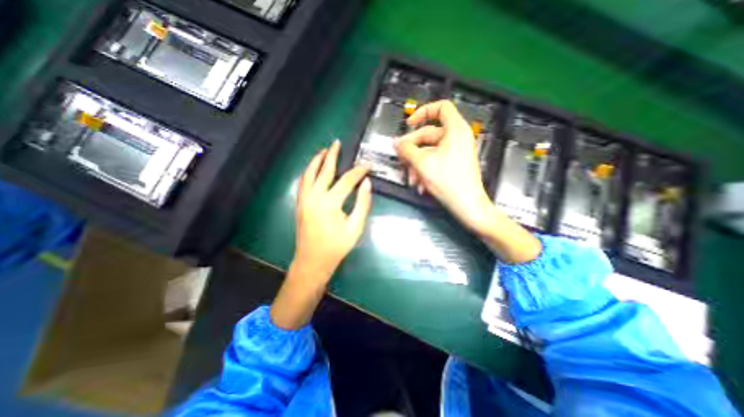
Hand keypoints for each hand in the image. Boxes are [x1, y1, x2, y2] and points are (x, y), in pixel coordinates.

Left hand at [292, 141, 370, 279]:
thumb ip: (362, 203)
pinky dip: (309, 171)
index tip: (368, 165)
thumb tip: (366, 183)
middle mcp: (314, 197)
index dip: (359, 171)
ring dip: (317, 160)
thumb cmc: (336, 246)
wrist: (313, 261)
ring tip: (324, 150)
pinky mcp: (300, 203)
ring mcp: (304, 199)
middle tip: (337, 143)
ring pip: (309, 173)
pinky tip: (313, 168)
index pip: (347, 180)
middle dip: (332, 155)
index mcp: (329, 203)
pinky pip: (303, 182)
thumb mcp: (355, 227)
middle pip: (324, 170)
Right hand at [395, 100, 540, 263]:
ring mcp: (456, 152)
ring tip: (412, 179)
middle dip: (412, 149)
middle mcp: (457, 138)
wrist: (467, 205)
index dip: (422, 112)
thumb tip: (396, 143)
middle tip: (401, 159)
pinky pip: (436, 161)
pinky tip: (420, 184)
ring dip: (417, 164)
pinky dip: (425, 170)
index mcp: (455, 130)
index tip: (409, 124)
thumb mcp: (422, 163)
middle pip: (429, 134)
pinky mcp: (454, 164)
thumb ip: (406, 149)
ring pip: (430, 151)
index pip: (440, 107)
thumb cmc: (449, 182)